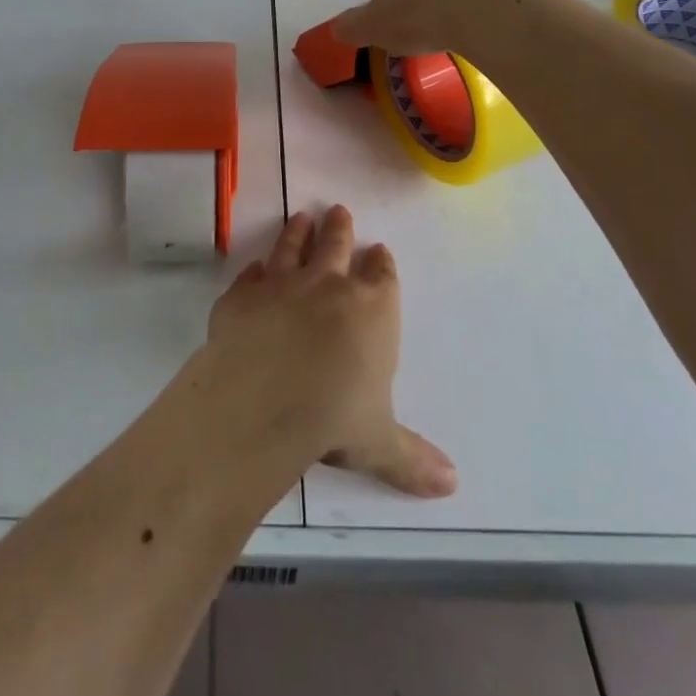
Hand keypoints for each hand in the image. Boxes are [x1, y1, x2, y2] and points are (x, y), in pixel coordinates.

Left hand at [208, 206, 455, 496]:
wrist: (264, 398)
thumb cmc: (336, 417)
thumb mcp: (381, 443)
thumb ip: (413, 458)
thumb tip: (452, 484)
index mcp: (372, 310)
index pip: (382, 276)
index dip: (381, 263)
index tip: (379, 250)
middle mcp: (328, 285)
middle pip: (336, 245)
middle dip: (340, 229)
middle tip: (339, 211)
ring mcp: (282, 284)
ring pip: (292, 248)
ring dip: (298, 233)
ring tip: (301, 218)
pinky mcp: (242, 294)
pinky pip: (250, 276)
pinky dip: (254, 272)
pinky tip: (255, 268)